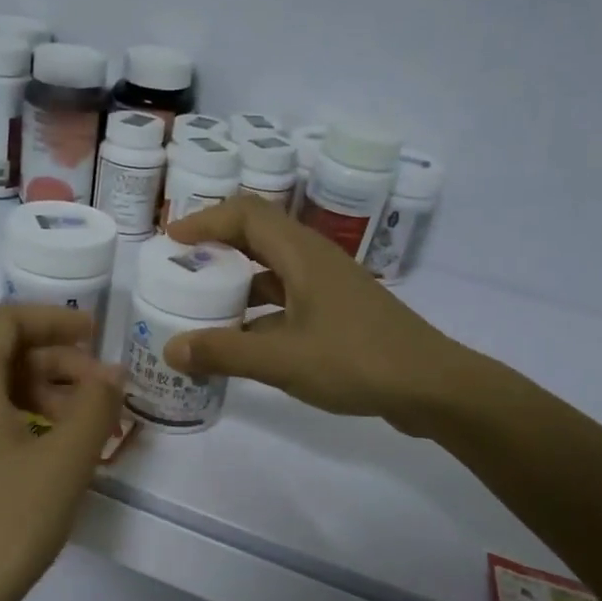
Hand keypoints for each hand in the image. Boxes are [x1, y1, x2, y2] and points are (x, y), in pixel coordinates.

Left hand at [0, 304, 125, 600]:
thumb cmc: (8, 521)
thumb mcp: (65, 460)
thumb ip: (96, 405)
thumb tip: (110, 374)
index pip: (6, 319)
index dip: (54, 319)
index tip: (96, 338)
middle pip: (1, 353)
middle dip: (57, 363)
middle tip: (102, 393)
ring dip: (44, 394)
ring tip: (87, 427)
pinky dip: (23, 419)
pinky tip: (55, 453)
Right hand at [164, 195, 471, 429]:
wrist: (431, 387)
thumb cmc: (356, 361)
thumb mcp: (282, 359)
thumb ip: (223, 352)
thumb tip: (170, 349)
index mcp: (302, 255)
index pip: (247, 213)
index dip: (206, 220)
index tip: (171, 241)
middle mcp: (315, 261)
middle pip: (257, 238)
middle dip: (216, 250)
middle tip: (180, 273)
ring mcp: (329, 288)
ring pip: (272, 272)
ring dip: (236, 284)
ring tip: (201, 308)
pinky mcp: (337, 314)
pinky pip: (286, 300)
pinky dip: (258, 313)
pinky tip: (240, 343)